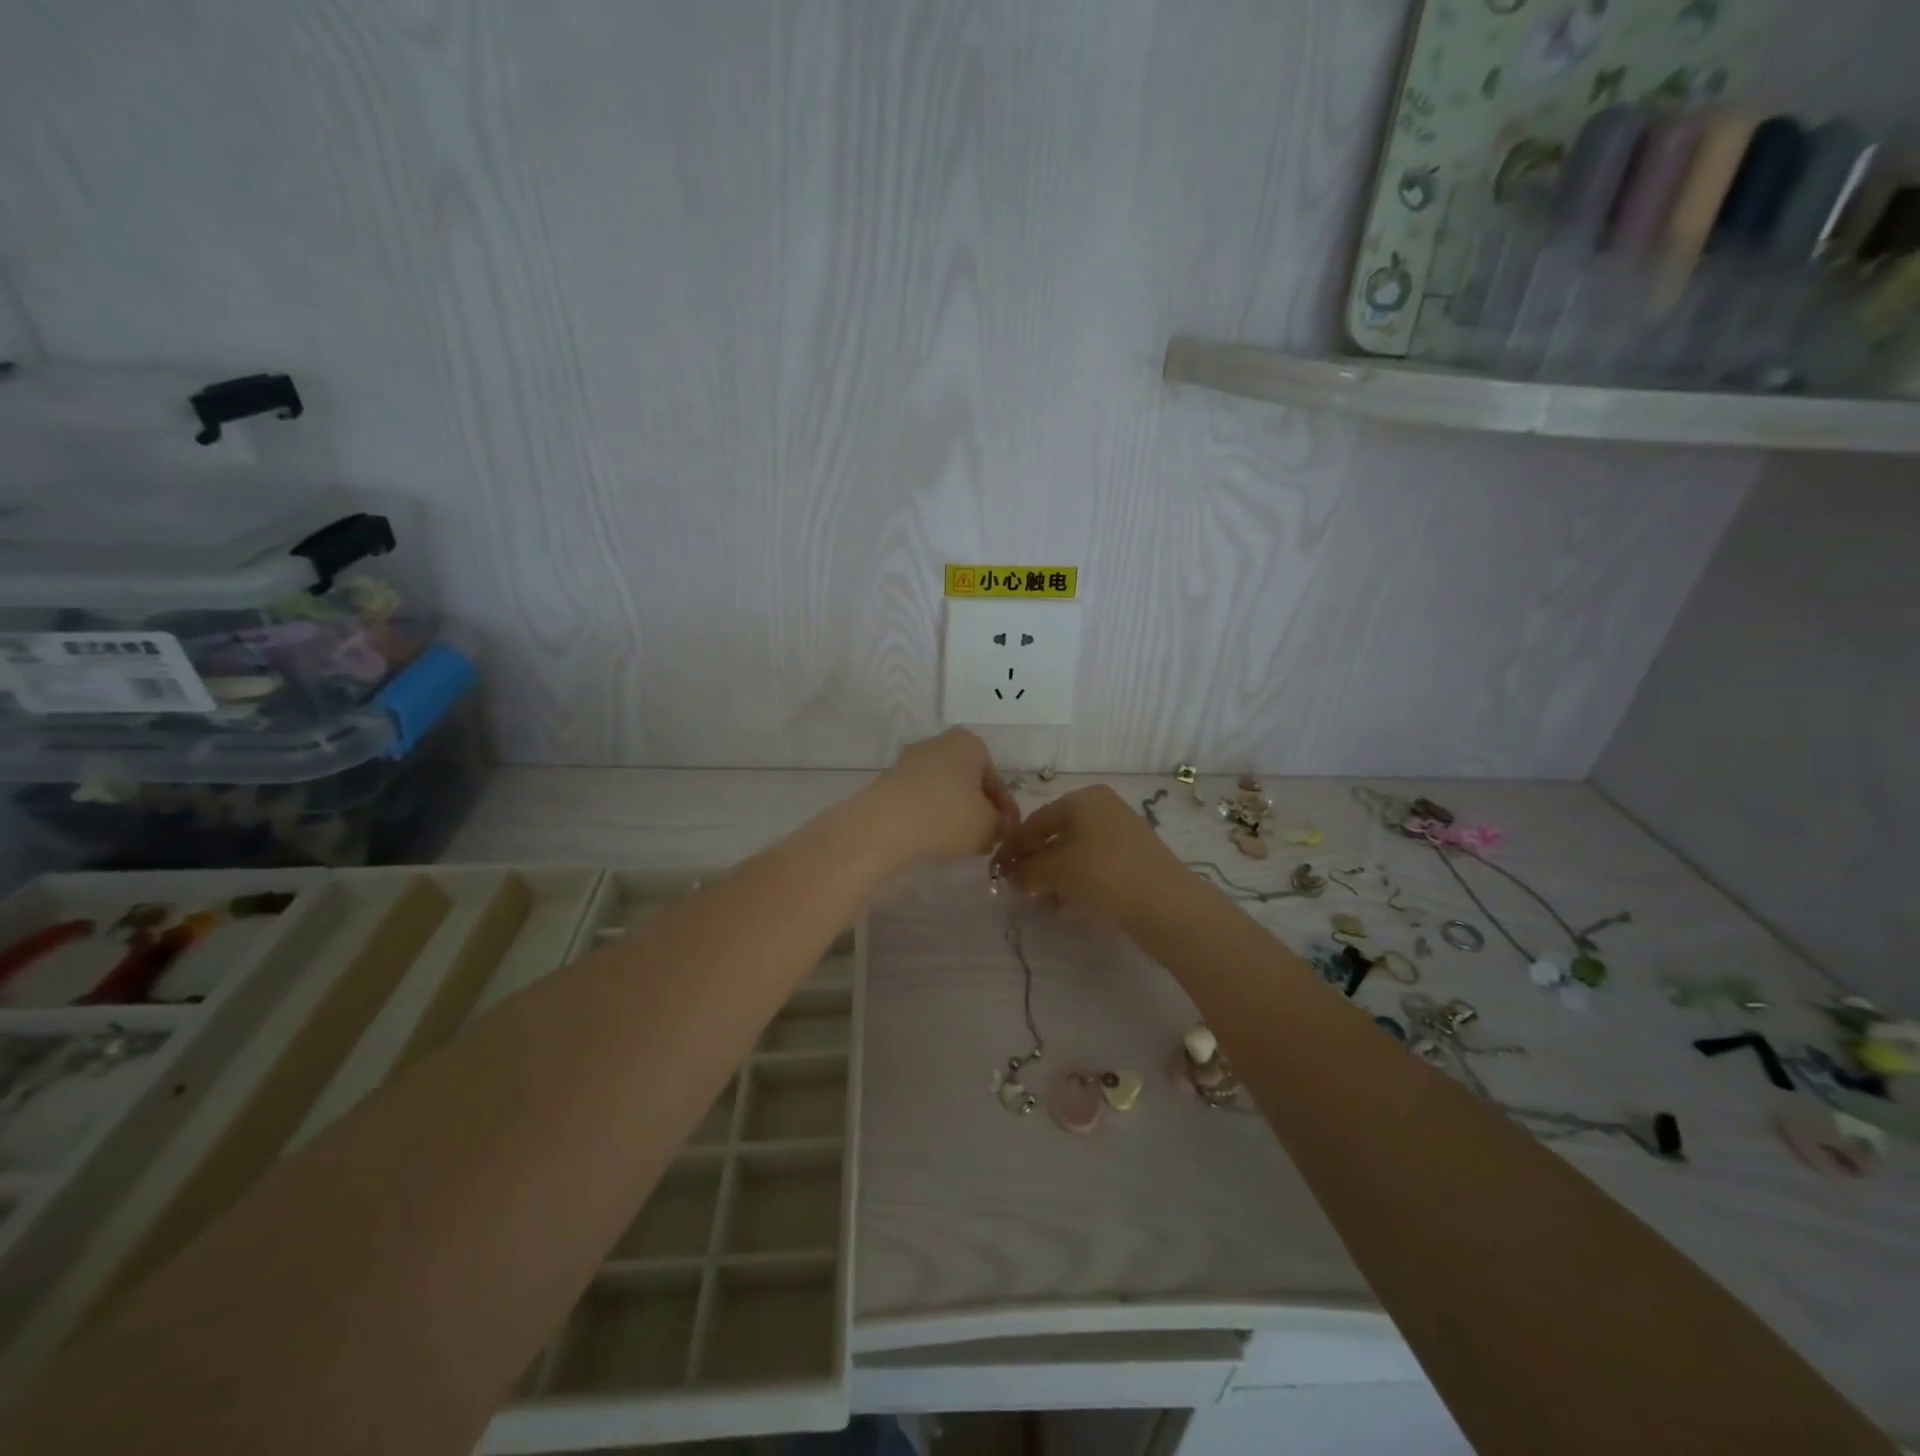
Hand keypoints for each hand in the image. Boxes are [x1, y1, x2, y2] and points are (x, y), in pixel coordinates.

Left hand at [869, 729, 1019, 862]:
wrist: (883, 826)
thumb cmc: (947, 816)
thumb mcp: (988, 826)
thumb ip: (1001, 824)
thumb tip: (1000, 826)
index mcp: (969, 743)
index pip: (996, 780)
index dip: (1005, 810)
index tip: (1007, 834)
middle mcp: (939, 744)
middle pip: (968, 781)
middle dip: (978, 809)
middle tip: (985, 838)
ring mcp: (910, 761)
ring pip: (943, 790)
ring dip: (954, 814)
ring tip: (960, 844)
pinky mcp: (888, 782)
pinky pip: (920, 800)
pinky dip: (930, 817)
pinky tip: (932, 839)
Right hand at [990, 785, 1188, 929]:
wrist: (1166, 905)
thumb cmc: (1102, 874)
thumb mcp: (1054, 871)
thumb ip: (1025, 870)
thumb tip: (1009, 874)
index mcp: (1084, 799)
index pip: (1035, 821)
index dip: (1012, 848)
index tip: (996, 872)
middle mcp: (1104, 809)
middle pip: (1057, 836)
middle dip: (1035, 864)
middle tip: (1019, 890)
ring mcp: (1124, 834)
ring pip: (1076, 855)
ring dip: (1055, 878)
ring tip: (1042, 903)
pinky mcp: (1136, 861)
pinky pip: (1096, 868)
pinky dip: (1078, 884)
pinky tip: (1069, 907)